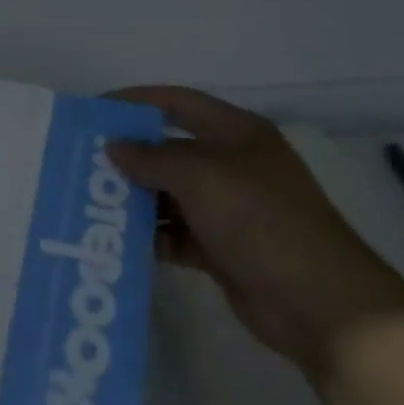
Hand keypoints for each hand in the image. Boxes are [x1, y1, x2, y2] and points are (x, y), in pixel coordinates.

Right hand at [107, 87, 403, 374]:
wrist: (320, 303)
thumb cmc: (260, 219)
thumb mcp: (202, 177)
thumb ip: (152, 159)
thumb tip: (114, 147)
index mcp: (236, 133)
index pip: (178, 103)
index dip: (136, 101)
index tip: (94, 110)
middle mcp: (232, 165)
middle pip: (171, 150)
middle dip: (130, 155)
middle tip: (83, 161)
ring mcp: (229, 209)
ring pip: (171, 194)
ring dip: (136, 198)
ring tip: (91, 202)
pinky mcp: (223, 249)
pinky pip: (177, 234)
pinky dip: (152, 236)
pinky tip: (119, 240)